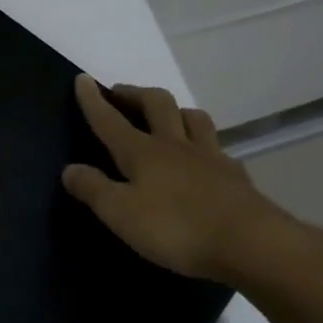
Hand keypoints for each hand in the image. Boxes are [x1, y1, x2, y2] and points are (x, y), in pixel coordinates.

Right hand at [62, 75, 298, 287]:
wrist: (252, 244)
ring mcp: (210, 157)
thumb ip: (94, 189)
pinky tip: (204, 156)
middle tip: (122, 94)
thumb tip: (70, 169)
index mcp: (142, 152)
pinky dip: (205, 144)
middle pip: (157, 104)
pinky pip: (217, 148)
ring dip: (175, 110)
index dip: (94, 100)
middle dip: (136, 94)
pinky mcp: (235, 176)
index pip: (110, 120)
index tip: (82, 79)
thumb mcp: (121, 214)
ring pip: (193, 118)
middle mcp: (175, 145)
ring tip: (166, 115)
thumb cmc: (177, 228)